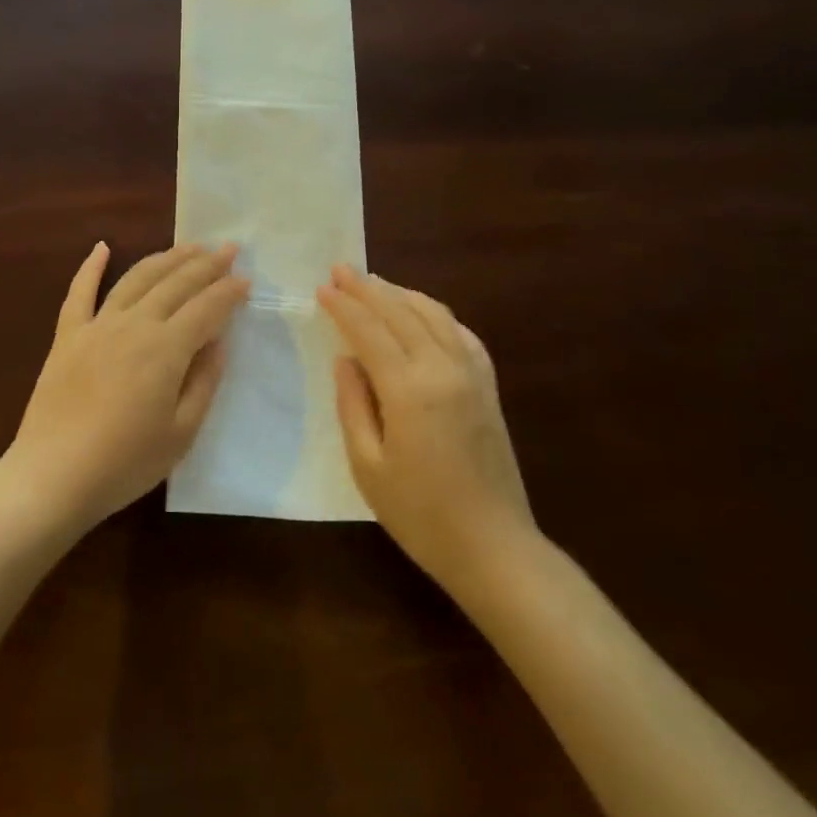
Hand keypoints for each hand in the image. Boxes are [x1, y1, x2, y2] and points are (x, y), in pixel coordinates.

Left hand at [3, 241, 249, 535]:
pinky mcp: (67, 336)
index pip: (207, 308)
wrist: (52, 476)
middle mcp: (134, 324)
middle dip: (206, 263)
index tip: (246, 279)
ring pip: (136, 278)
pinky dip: (90, 266)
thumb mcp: (181, 433)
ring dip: (165, 258)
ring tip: (187, 246)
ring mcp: (97, 325)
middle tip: (228, 248)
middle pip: (176, 283)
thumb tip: (218, 342)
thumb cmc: (125, 463)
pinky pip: (79, 292)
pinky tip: (102, 247)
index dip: (229, 291)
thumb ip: (203, 382)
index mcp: (166, 348)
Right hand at [317, 265, 534, 589]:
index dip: (343, 306)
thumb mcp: (368, 466)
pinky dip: (437, 314)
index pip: (369, 331)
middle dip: (368, 288)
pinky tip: (423, 314)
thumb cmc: (420, 513)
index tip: (322, 287)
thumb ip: (353, 405)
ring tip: (375, 284)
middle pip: (401, 312)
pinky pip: (461, 334)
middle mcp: (443, 369)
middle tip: (341, 269)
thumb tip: (345, 360)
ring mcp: (472, 375)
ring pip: (434, 314)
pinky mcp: (488, 387)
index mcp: (409, 389)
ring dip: (401, 294)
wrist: (494, 547)